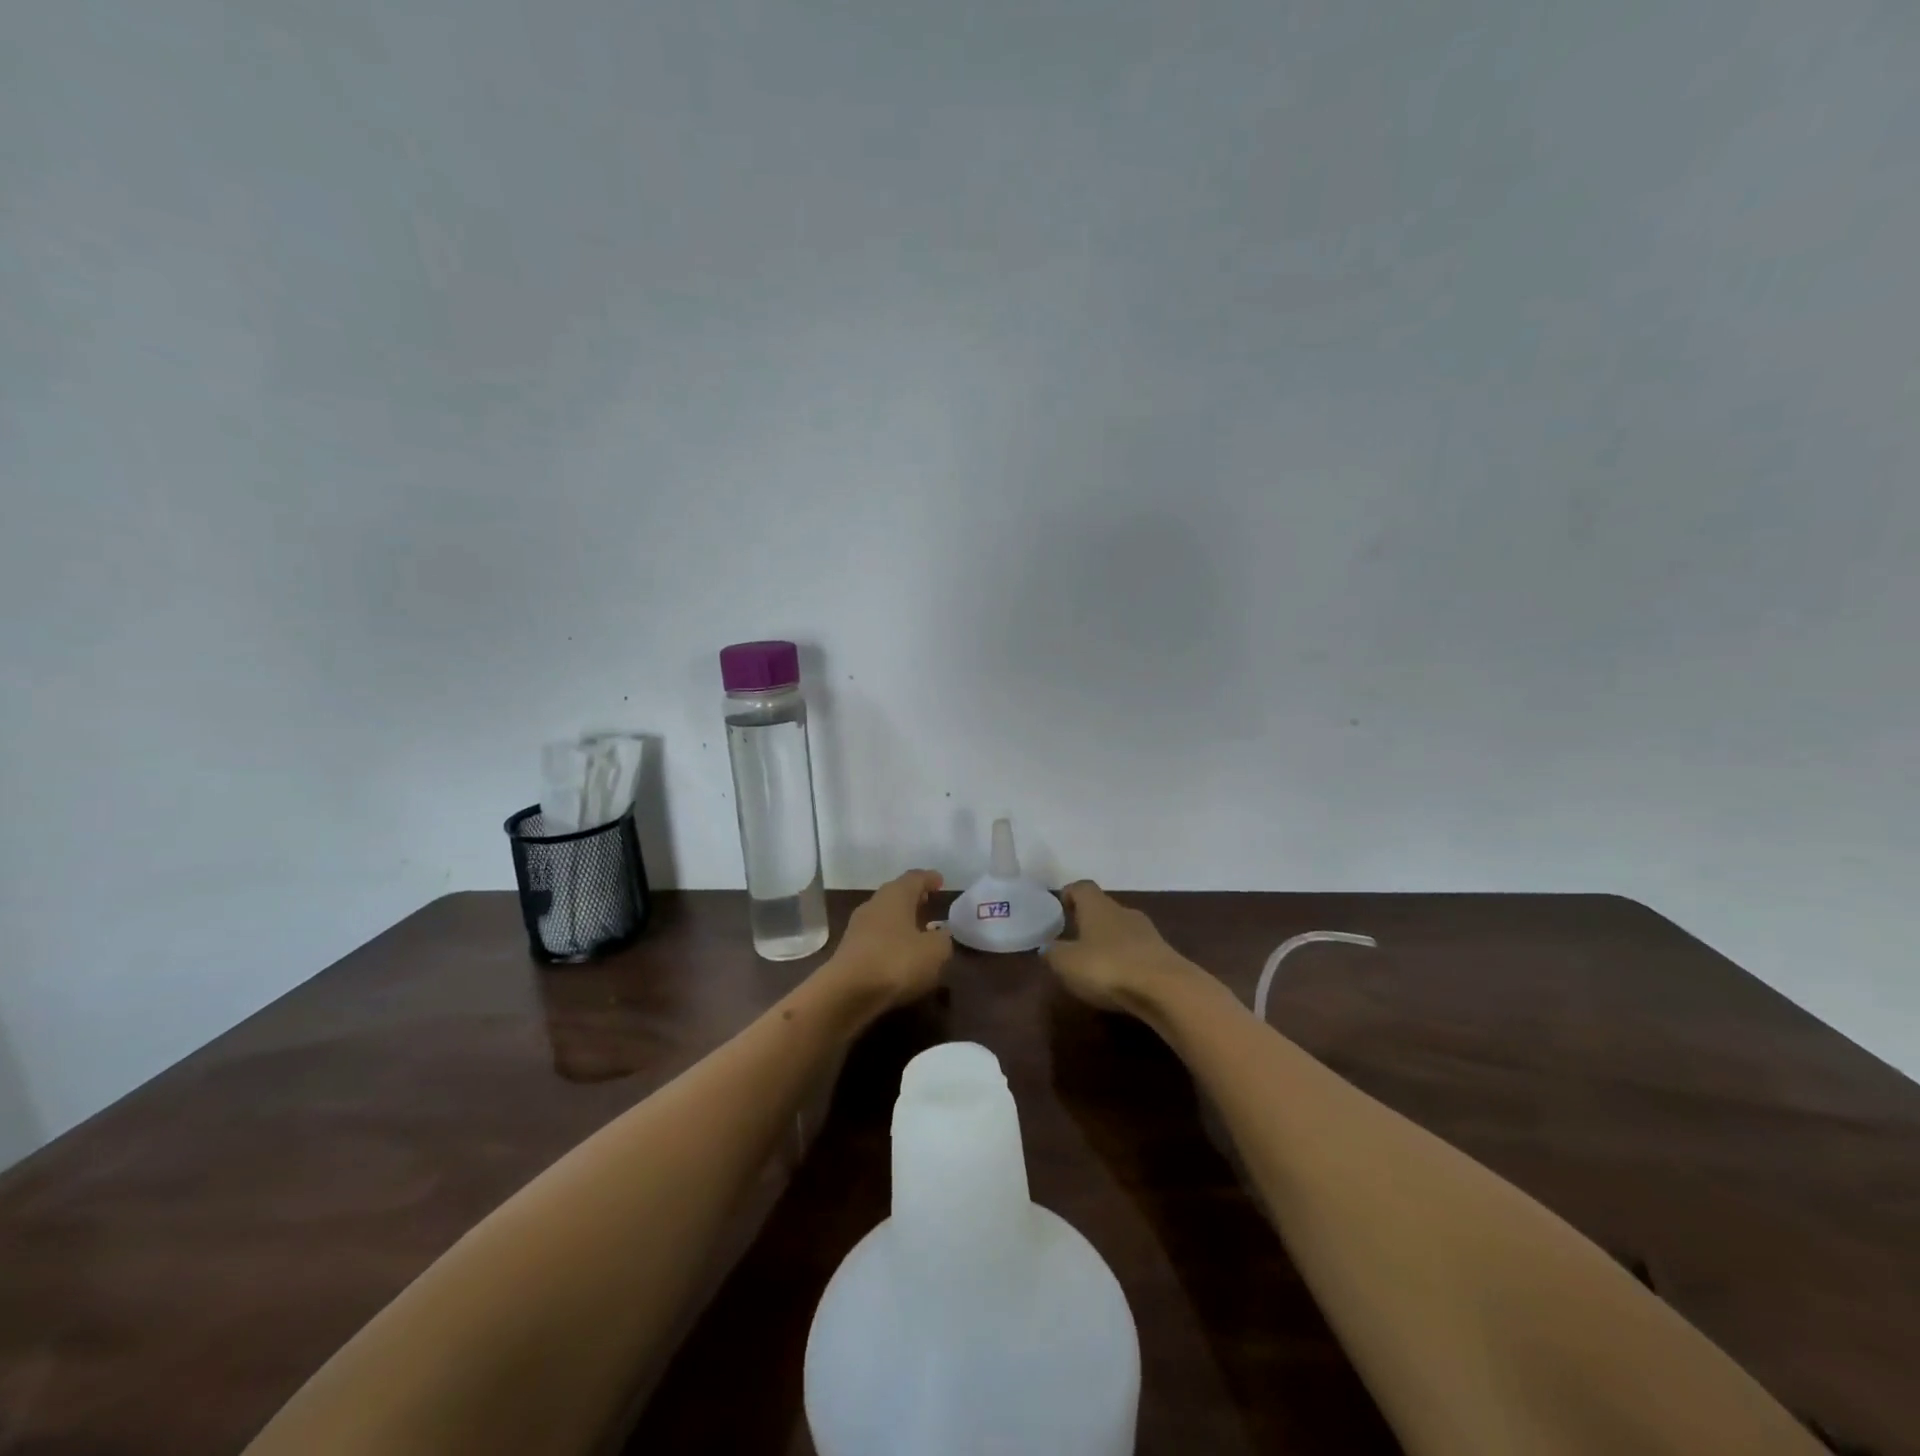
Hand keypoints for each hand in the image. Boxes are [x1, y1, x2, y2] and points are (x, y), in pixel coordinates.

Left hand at [825, 869, 952, 1013]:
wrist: (847, 992)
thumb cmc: (896, 961)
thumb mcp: (935, 951)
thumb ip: (943, 939)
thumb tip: (941, 934)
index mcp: (896, 895)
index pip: (914, 878)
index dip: (929, 878)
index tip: (940, 881)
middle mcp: (874, 904)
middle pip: (896, 894)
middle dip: (913, 898)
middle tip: (929, 902)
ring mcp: (858, 927)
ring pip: (884, 916)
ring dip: (901, 920)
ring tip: (917, 930)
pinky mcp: (849, 950)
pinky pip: (876, 937)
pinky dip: (890, 940)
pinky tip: (900, 954)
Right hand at [1044, 881, 1200, 1014]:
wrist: (1166, 989)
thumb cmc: (1107, 967)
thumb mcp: (1067, 963)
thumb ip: (1053, 953)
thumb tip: (1047, 947)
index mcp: (1098, 906)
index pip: (1082, 887)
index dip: (1070, 894)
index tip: (1060, 907)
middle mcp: (1123, 911)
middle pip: (1103, 908)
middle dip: (1089, 921)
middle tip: (1074, 939)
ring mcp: (1148, 932)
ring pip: (1122, 930)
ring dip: (1109, 942)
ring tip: (1096, 963)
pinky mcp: (1164, 955)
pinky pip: (1138, 951)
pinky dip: (1127, 960)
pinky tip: (1120, 979)